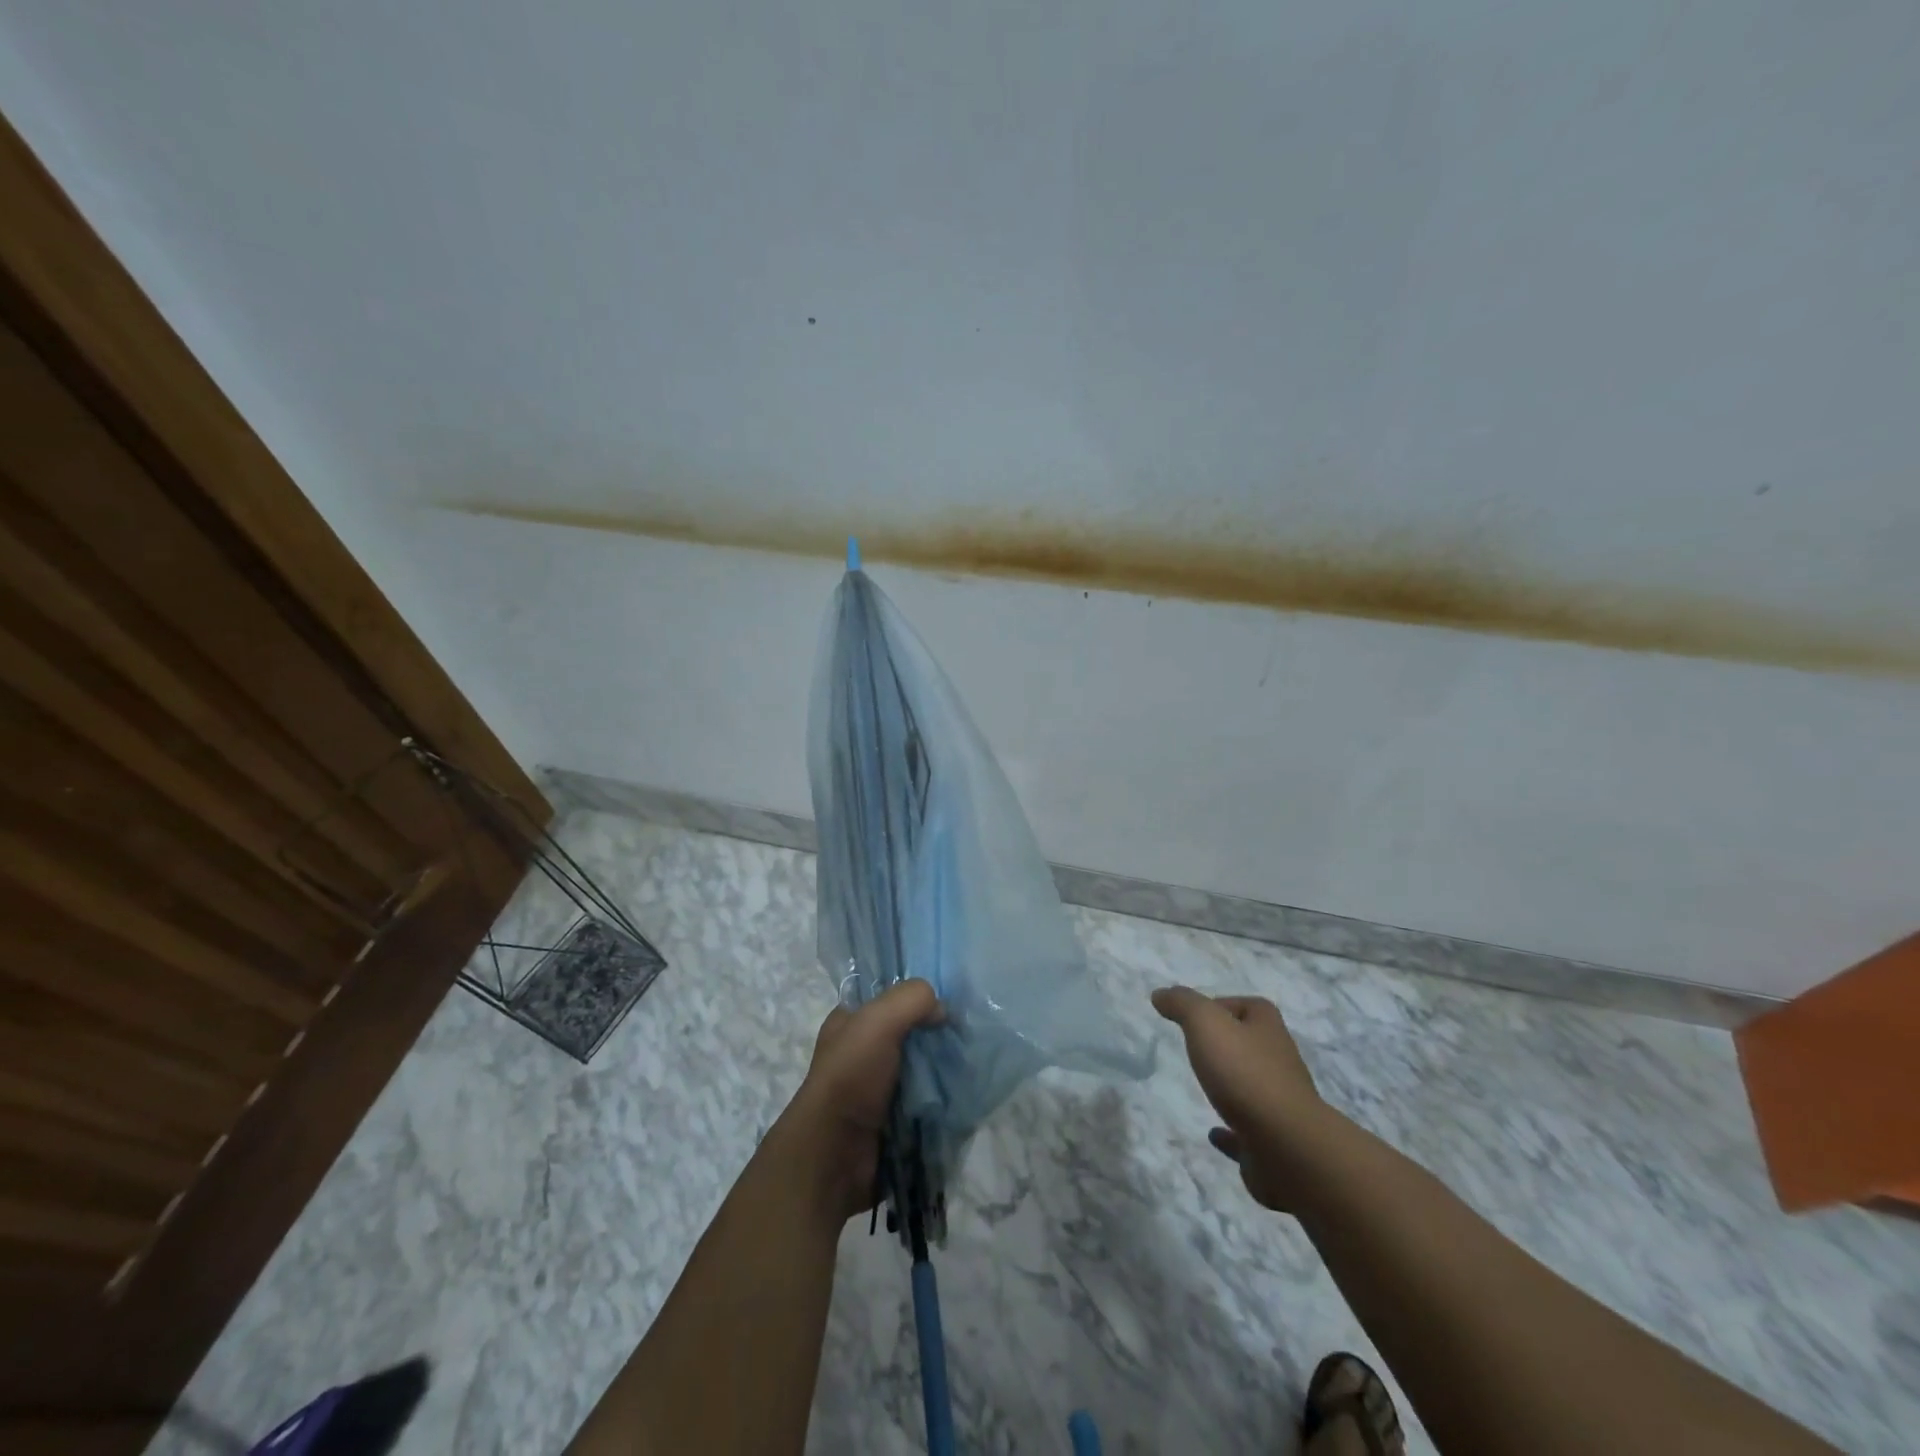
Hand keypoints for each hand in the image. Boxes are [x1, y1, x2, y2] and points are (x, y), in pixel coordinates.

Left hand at [783, 978, 942, 1223]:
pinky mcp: (893, 1121)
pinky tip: (962, 1093)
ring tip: (971, 1064)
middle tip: (966, 1034)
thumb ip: (912, 999)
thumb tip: (941, 1012)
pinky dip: (942, 1100)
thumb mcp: (877, 1020)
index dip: (916, 994)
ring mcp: (877, 1089)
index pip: (888, 996)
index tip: (949, 998)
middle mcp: (862, 1051)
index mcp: (849, 1022)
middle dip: (936, 1034)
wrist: (834, 1155)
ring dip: (943, 1069)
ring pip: (921, 1068)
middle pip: (910, 1032)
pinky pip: (925, 1103)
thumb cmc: (851, 1076)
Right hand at [1152, 985, 1343, 1211]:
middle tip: (1196, 1049)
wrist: (1286, 1144)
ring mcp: (1281, 1103)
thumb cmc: (1244, 1073)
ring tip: (1203, 1087)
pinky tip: (1214, 1134)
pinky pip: (1248, 1130)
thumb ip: (1182, 1004)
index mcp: (1268, 1028)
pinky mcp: (1275, 1140)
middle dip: (1228, 1045)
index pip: (1248, 1006)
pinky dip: (1231, 1131)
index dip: (1223, 1006)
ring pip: (1253, 1086)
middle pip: (1252, 1044)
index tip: (1195, 1018)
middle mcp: (1280, 1060)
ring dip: (1232, 1085)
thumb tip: (1161, 994)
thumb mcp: (1206, 1023)